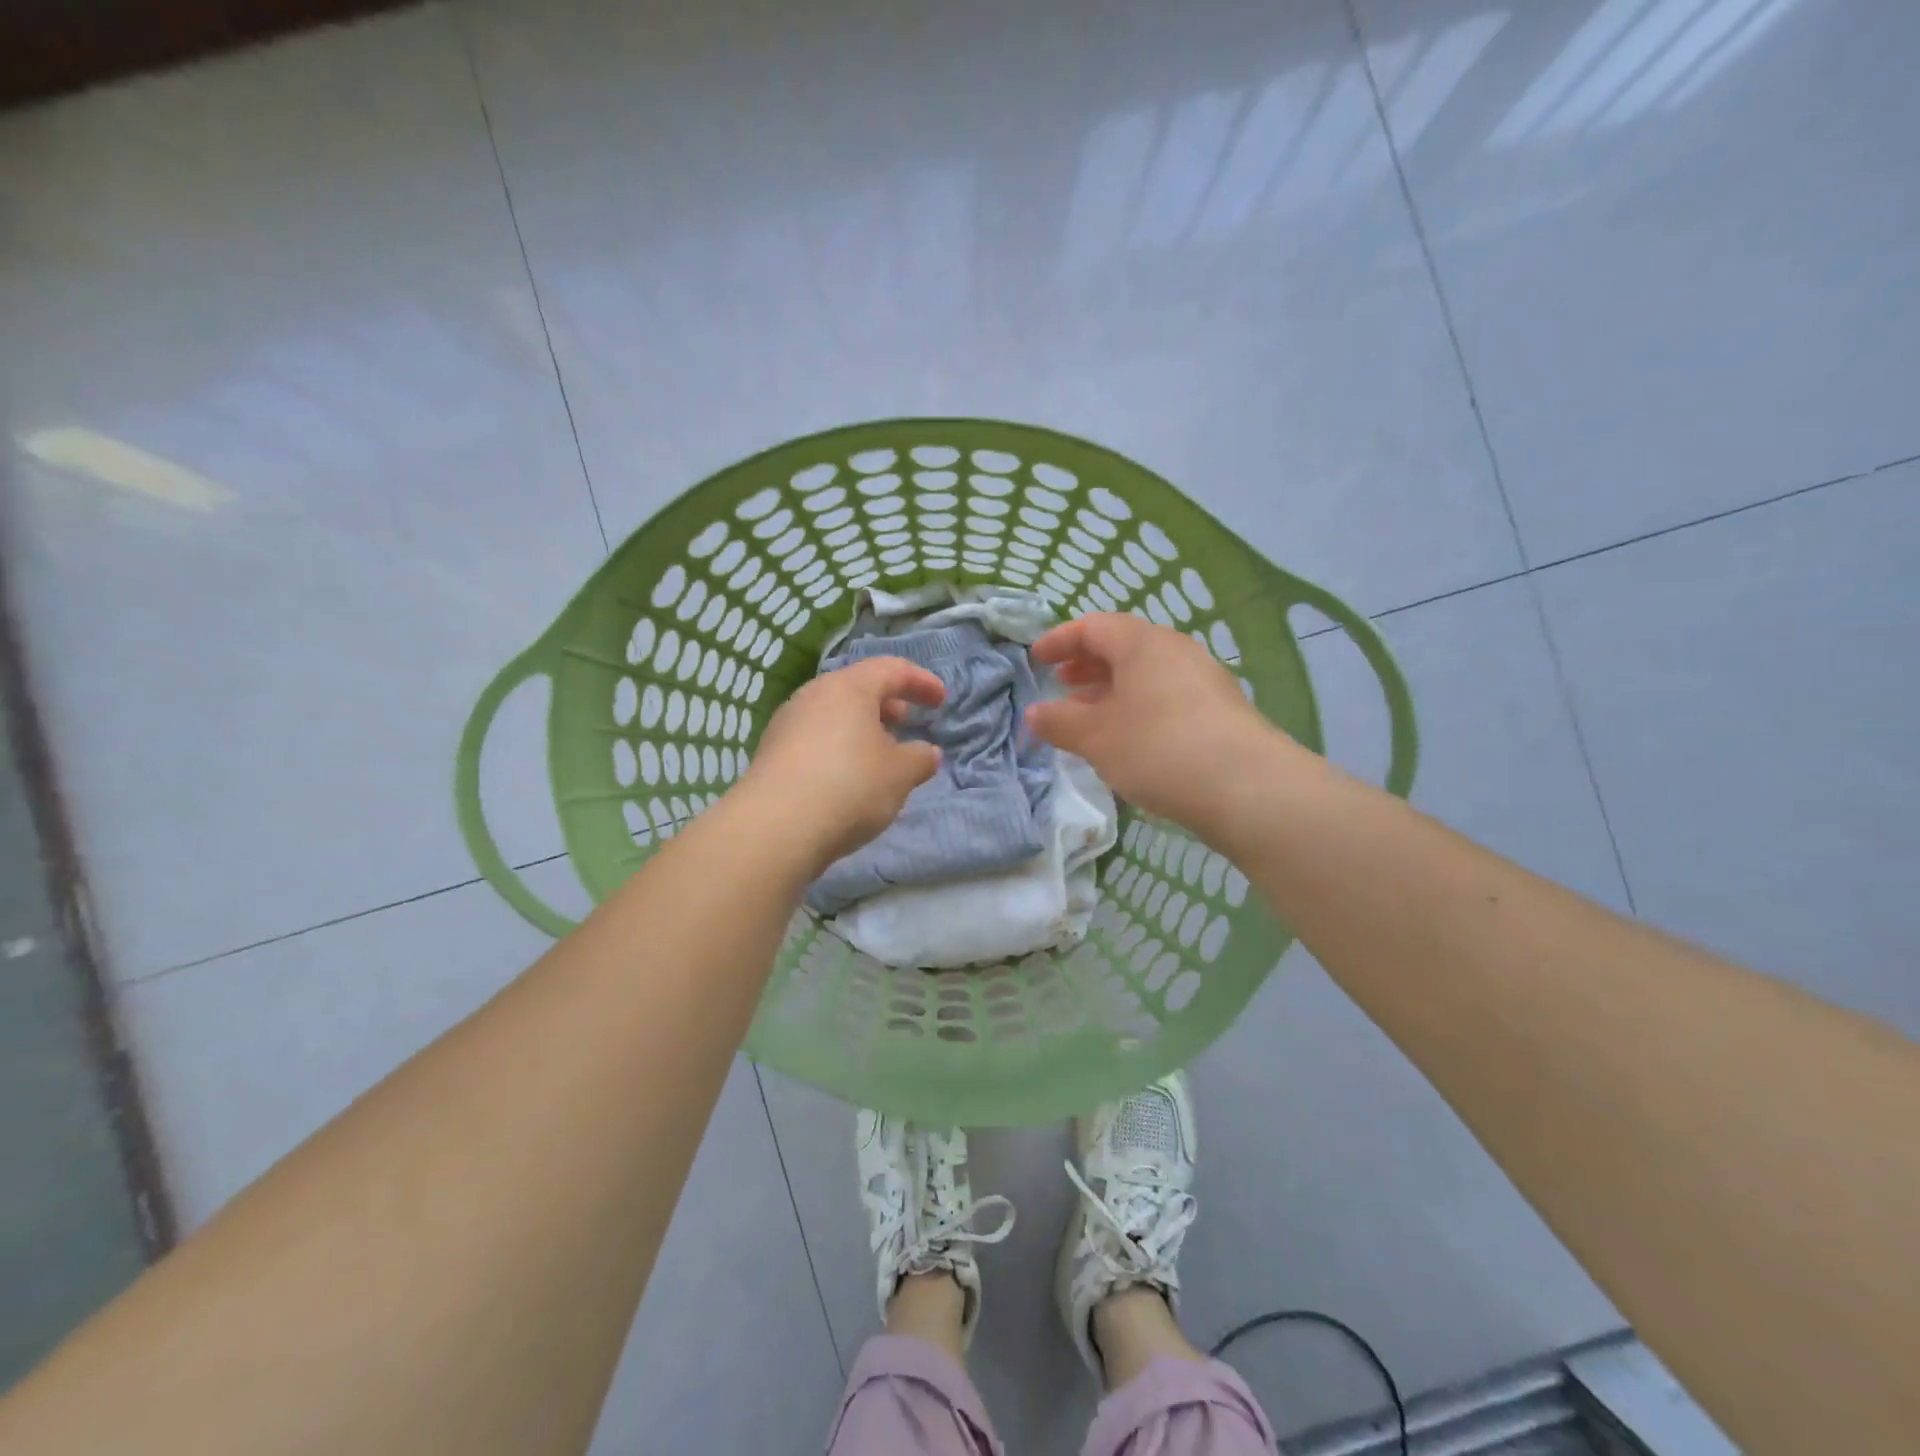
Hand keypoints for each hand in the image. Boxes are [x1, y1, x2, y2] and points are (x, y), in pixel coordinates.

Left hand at [739, 657, 945, 873]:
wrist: (775, 828)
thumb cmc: (849, 786)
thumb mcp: (900, 774)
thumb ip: (920, 758)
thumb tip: (927, 752)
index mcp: (849, 687)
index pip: (892, 669)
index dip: (921, 682)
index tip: (941, 701)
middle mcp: (814, 695)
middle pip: (857, 688)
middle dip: (888, 703)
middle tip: (907, 722)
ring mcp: (787, 723)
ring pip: (834, 714)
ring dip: (862, 728)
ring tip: (880, 755)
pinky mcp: (771, 753)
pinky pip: (815, 738)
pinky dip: (839, 746)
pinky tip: (848, 777)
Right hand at [1027, 613, 1288, 833]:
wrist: (1246, 788)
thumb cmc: (1158, 748)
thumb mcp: (1096, 737)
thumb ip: (1060, 722)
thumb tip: (1034, 713)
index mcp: (1143, 644)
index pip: (1093, 626)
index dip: (1060, 640)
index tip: (1036, 659)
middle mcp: (1176, 652)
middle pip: (1123, 648)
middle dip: (1087, 666)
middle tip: (1061, 686)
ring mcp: (1204, 681)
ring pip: (1147, 676)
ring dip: (1112, 692)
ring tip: (1088, 718)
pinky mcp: (1220, 712)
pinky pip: (1167, 698)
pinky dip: (1138, 709)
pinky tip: (1128, 740)